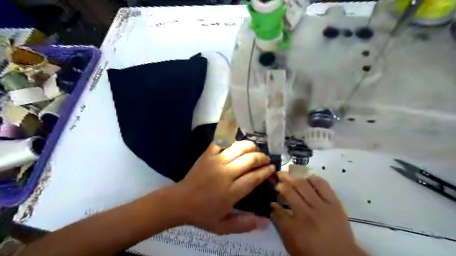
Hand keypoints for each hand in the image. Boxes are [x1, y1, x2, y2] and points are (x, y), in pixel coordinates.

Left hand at [174, 141, 273, 234]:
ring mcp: (215, 162)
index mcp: (231, 192)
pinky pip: (221, 142)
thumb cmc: (202, 214)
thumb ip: (245, 224)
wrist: (180, 202)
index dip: (265, 171)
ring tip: (255, 149)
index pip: (254, 177)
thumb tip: (265, 221)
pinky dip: (230, 140)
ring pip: (238, 148)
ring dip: (250, 146)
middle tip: (266, 159)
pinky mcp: (207, 155)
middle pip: (249, 160)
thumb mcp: (223, 226)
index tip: (272, 168)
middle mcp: (225, 174)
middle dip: (262, 158)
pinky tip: (237, 144)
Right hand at [270, 172, 365, 255]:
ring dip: (293, 178)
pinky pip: (322, 184)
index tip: (271, 199)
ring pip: (303, 184)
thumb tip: (273, 206)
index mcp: (295, 227)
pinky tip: (307, 179)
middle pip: (289, 191)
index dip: (272, 202)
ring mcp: (321, 206)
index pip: (277, 209)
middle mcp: (306, 213)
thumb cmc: (313, 251)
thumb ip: (280, 224)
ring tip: (289, 175)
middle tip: (277, 178)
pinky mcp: (334, 202)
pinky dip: (312, 179)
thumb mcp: (291, 243)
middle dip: (280, 183)